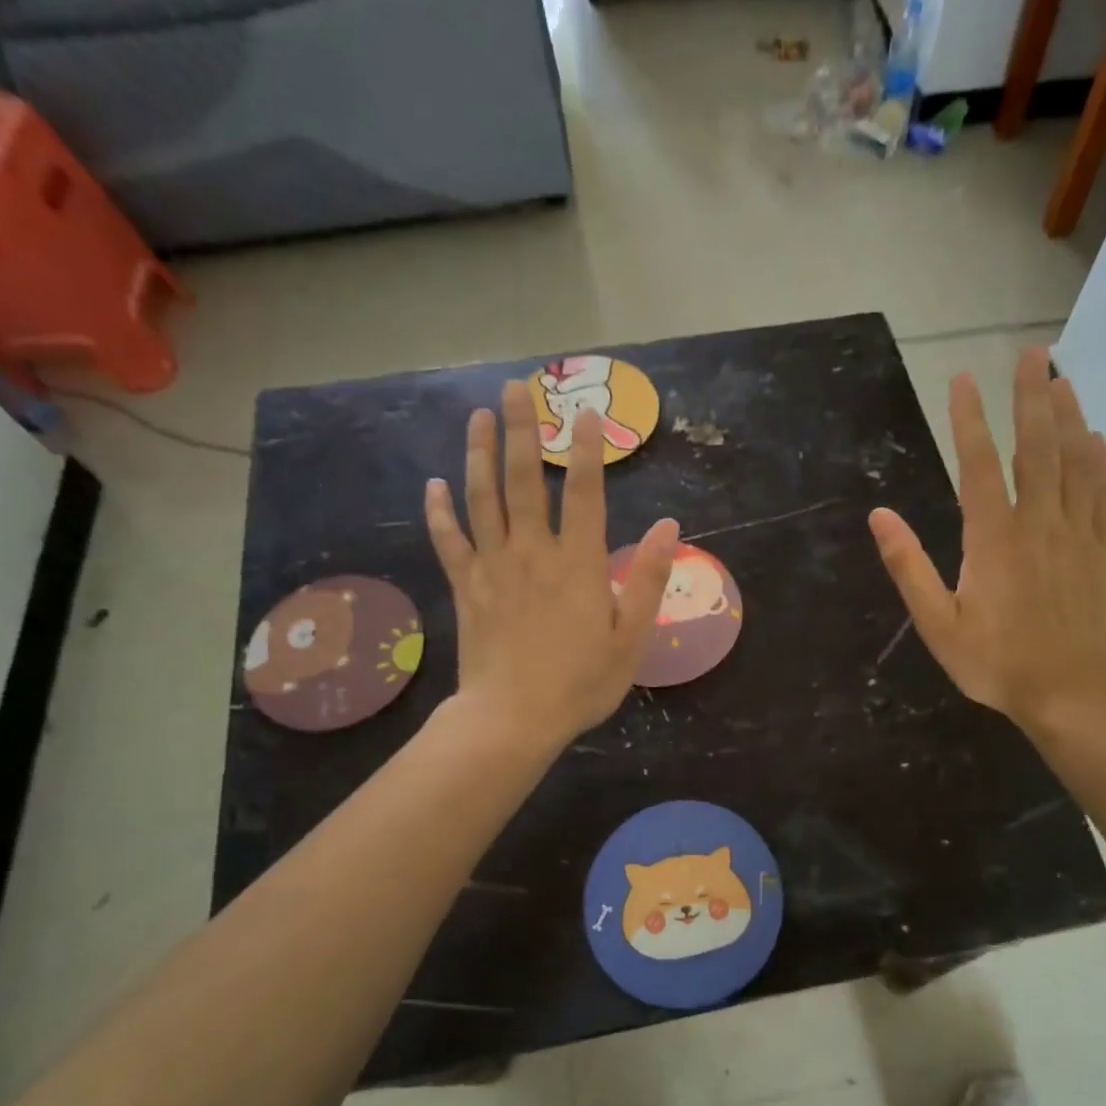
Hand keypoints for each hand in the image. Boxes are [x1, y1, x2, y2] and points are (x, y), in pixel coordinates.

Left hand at [425, 382, 677, 751]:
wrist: (513, 718)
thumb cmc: (581, 682)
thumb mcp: (631, 637)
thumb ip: (650, 578)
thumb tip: (671, 525)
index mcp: (578, 563)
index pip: (584, 493)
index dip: (586, 450)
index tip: (586, 412)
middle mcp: (532, 553)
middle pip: (522, 480)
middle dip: (520, 430)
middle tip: (516, 388)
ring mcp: (493, 567)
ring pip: (481, 499)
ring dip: (478, 454)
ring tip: (478, 416)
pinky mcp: (466, 588)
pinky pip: (448, 541)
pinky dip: (440, 512)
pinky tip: (434, 485)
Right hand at [868, 347, 1105, 734]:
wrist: (1070, 693)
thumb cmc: (996, 663)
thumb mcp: (937, 623)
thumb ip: (908, 566)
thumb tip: (879, 516)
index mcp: (993, 538)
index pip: (978, 465)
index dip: (969, 419)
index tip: (963, 379)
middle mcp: (1038, 523)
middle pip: (1036, 448)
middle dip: (1031, 397)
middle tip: (1033, 353)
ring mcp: (1076, 535)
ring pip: (1075, 464)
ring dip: (1068, 418)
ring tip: (1062, 380)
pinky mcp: (1101, 553)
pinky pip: (1104, 496)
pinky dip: (1101, 463)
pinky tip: (1096, 440)